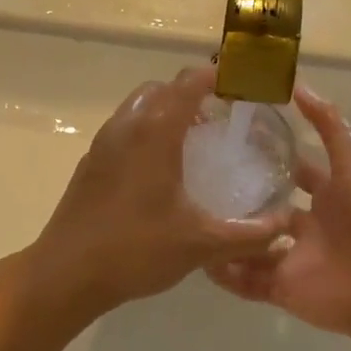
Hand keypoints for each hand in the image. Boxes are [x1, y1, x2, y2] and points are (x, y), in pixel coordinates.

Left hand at [29, 66, 291, 318]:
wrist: (66, 273)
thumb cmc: (135, 249)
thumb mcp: (201, 245)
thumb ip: (248, 235)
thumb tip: (284, 229)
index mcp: (155, 132)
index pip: (189, 83)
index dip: (218, 77)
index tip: (242, 85)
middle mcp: (126, 126)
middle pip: (161, 89)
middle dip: (191, 93)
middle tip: (218, 119)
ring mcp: (102, 144)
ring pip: (137, 107)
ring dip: (165, 112)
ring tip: (191, 143)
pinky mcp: (89, 164)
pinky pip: (123, 130)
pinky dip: (145, 132)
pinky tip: (158, 172)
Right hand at [208, 84, 350, 339]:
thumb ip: (329, 125)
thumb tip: (298, 85)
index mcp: (328, 195)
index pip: (294, 170)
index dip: (269, 154)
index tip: (232, 136)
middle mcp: (307, 225)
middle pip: (266, 208)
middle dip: (240, 196)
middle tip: (198, 178)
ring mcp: (292, 257)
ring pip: (249, 244)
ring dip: (225, 233)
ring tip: (189, 216)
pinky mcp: (281, 288)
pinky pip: (245, 280)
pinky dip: (224, 273)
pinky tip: (198, 256)